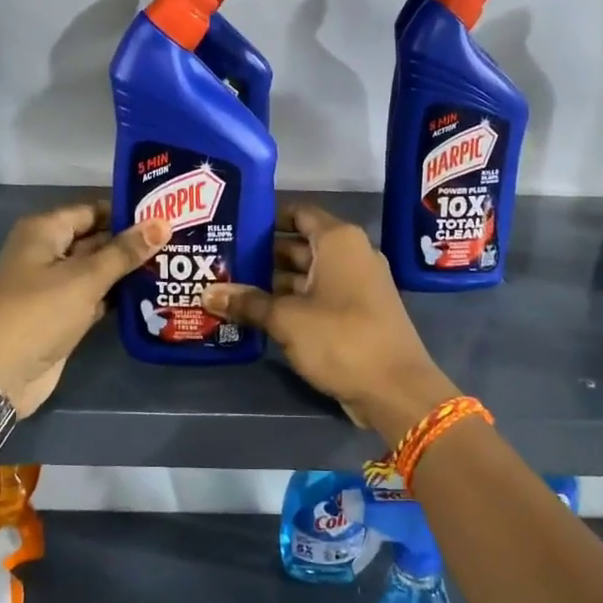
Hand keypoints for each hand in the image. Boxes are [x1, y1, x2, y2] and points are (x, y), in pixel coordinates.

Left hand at [0, 200, 168, 417]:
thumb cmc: (37, 313)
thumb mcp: (84, 278)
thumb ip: (125, 252)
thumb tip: (163, 223)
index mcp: (45, 231)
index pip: (93, 211)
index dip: (127, 212)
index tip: (167, 214)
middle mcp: (48, 253)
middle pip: (97, 240)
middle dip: (133, 243)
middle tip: (180, 240)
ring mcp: (55, 287)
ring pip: (98, 271)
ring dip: (129, 272)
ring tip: (175, 265)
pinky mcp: (63, 317)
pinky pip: (96, 298)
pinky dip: (118, 297)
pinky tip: (154, 295)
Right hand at [200, 203, 457, 444]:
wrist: (395, 389)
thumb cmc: (341, 338)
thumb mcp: (286, 319)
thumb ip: (247, 303)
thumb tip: (207, 293)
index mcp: (338, 240)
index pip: (298, 213)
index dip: (266, 217)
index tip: (233, 224)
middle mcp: (350, 254)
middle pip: (299, 245)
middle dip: (262, 254)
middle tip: (221, 260)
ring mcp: (355, 285)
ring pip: (306, 274)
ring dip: (272, 282)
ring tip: (230, 287)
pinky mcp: (355, 313)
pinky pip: (316, 297)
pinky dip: (290, 302)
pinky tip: (256, 313)